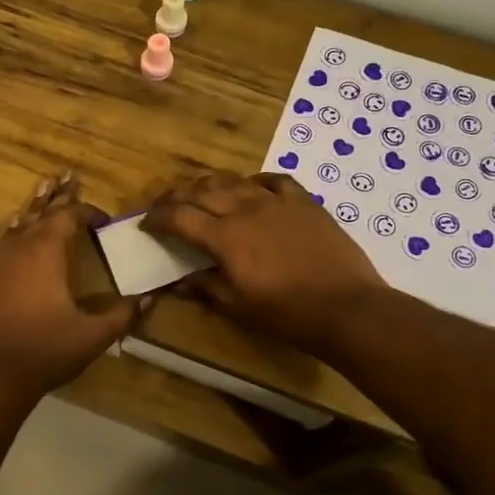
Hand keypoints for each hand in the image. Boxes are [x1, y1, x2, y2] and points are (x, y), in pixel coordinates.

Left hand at [0, 174, 139, 396]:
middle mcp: (18, 248)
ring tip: (42, 190)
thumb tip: (151, 298)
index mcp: (46, 252)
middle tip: (68, 175)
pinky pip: (0, 248)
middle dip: (58, 195)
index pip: (69, 217)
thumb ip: (123, 314)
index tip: (103, 220)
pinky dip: (13, 237)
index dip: (87, 212)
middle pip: (41, 212)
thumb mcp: (93, 335)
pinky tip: (15, 240)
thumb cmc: (46, 350)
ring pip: (17, 226)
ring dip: (33, 210)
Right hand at [141, 172, 386, 353]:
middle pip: (201, 191)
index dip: (158, 218)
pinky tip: (251, 188)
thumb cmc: (287, 314)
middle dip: (176, 196)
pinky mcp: (304, 202)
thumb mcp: (237, 307)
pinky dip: (255, 182)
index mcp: (225, 237)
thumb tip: (177, 282)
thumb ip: (205, 287)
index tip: (147, 224)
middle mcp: (246, 210)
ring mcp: (277, 202)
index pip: (179, 217)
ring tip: (200, 192)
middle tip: (165, 206)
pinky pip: (274, 181)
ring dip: (210, 184)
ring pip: (234, 181)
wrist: (347, 308)